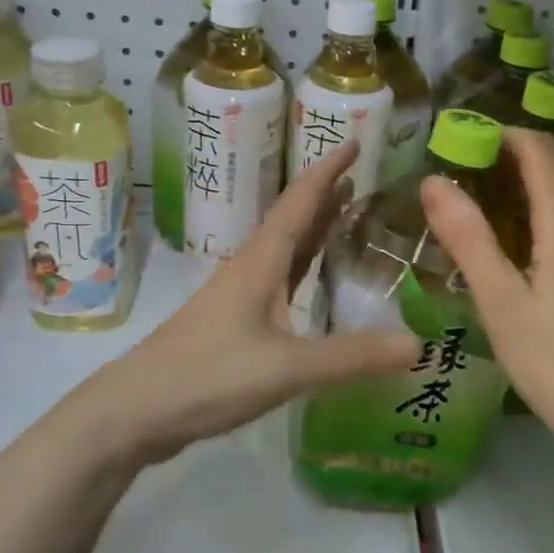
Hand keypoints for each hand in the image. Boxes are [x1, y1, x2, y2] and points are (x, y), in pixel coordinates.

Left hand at [92, 142, 420, 463]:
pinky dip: (303, 272)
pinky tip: (313, 286)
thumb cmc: (208, 375)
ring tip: (348, 217)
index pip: (301, 201)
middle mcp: (250, 269)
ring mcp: (239, 298)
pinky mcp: (234, 326)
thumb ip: (352, 357)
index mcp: (261, 261)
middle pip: (294, 220)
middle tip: (366, 179)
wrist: (135, 411)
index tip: (356, 140)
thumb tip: (417, 344)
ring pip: (285, 252)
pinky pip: (279, 284)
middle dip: (327, 196)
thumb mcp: (287, 367)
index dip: (329, 169)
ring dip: (315, 231)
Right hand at [422, 129, 553, 472]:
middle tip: (460, 172)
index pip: (540, 151)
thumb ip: (467, 237)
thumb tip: (433, 179)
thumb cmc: (553, 361)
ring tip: (481, 202)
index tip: (458, 141)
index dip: (500, 135)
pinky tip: (519, 243)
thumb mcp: (499, 300)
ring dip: (527, 184)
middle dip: (510, 157)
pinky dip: (543, 211)